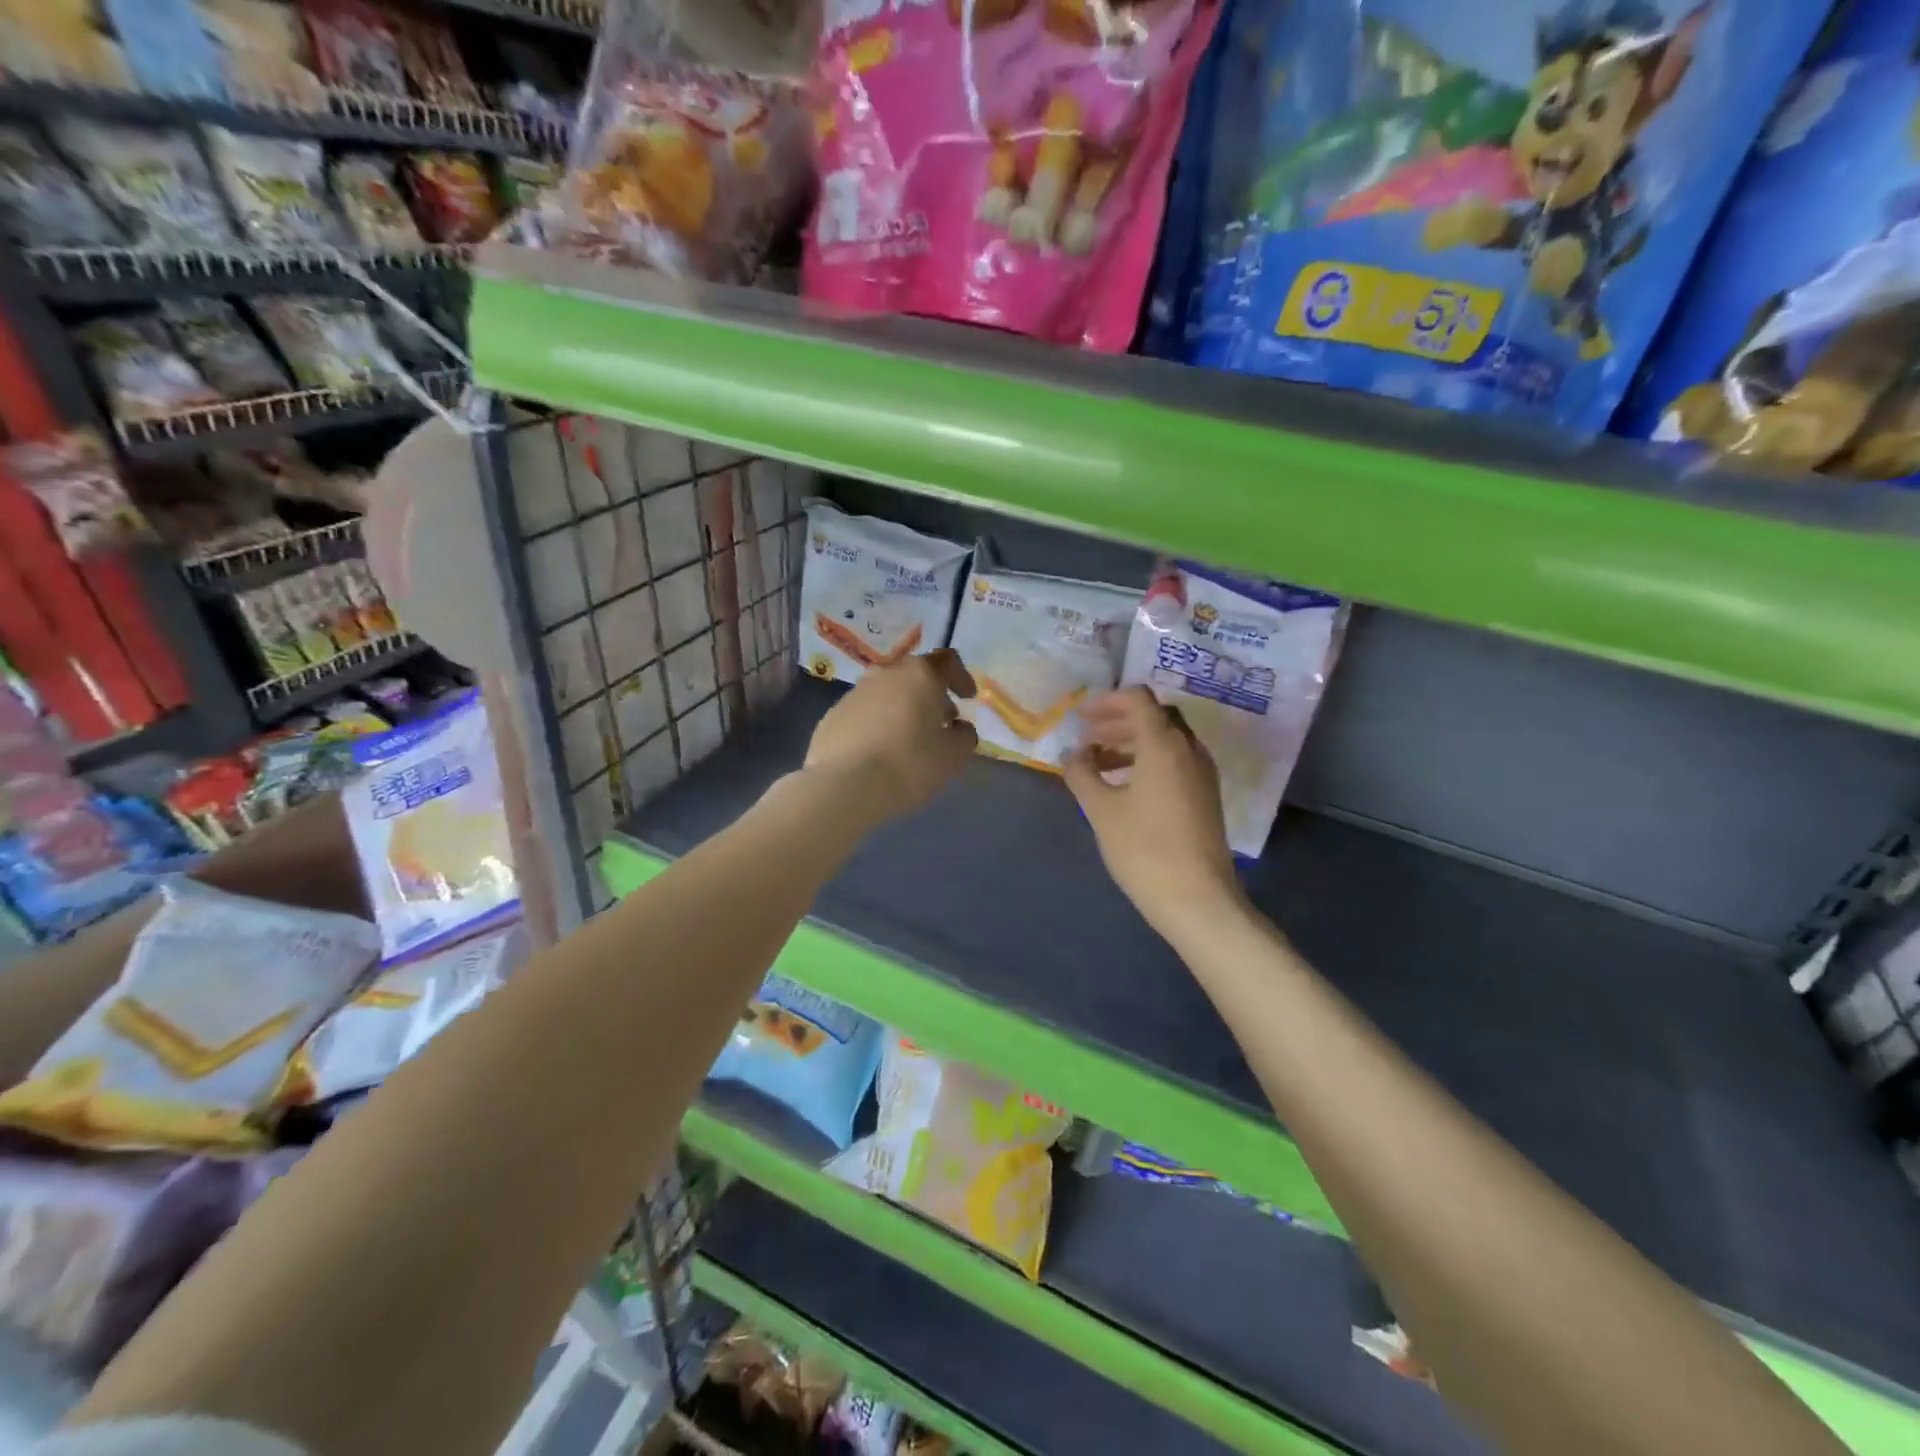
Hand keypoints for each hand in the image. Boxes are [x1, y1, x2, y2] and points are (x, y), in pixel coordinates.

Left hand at [804, 650, 977, 824]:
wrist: (844, 786)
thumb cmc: (909, 764)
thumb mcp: (953, 756)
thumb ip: (964, 736)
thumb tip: (959, 728)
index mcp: (919, 675)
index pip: (947, 661)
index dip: (961, 677)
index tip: (967, 698)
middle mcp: (885, 674)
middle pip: (914, 676)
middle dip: (931, 696)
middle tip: (941, 722)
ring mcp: (853, 693)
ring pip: (886, 694)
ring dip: (902, 710)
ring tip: (909, 740)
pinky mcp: (832, 716)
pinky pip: (864, 714)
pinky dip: (877, 725)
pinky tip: (879, 753)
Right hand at [1063, 688, 1241, 942]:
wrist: (1197, 899)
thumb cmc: (1144, 849)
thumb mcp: (1102, 810)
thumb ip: (1082, 774)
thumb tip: (1072, 753)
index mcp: (1164, 744)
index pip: (1138, 699)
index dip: (1107, 701)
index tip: (1081, 717)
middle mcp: (1189, 749)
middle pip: (1154, 716)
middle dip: (1118, 721)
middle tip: (1087, 738)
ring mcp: (1202, 773)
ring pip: (1166, 740)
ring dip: (1132, 742)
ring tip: (1098, 763)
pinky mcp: (1205, 795)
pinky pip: (1175, 761)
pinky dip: (1148, 760)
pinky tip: (1125, 786)